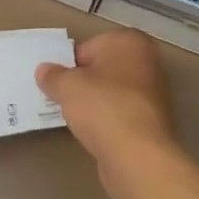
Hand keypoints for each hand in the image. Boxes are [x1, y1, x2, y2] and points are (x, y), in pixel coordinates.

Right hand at [36, 30, 185, 198]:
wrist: (137, 156)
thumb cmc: (102, 107)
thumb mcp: (67, 86)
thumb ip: (52, 75)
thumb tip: (44, 70)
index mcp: (129, 42)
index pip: (89, 46)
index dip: (68, 63)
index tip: (55, 80)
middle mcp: (148, 62)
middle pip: (103, 68)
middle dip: (83, 81)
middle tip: (60, 96)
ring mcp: (154, 93)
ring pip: (112, 92)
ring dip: (94, 101)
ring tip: (73, 116)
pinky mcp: (152, 121)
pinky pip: (120, 113)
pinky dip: (106, 119)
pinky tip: (91, 131)